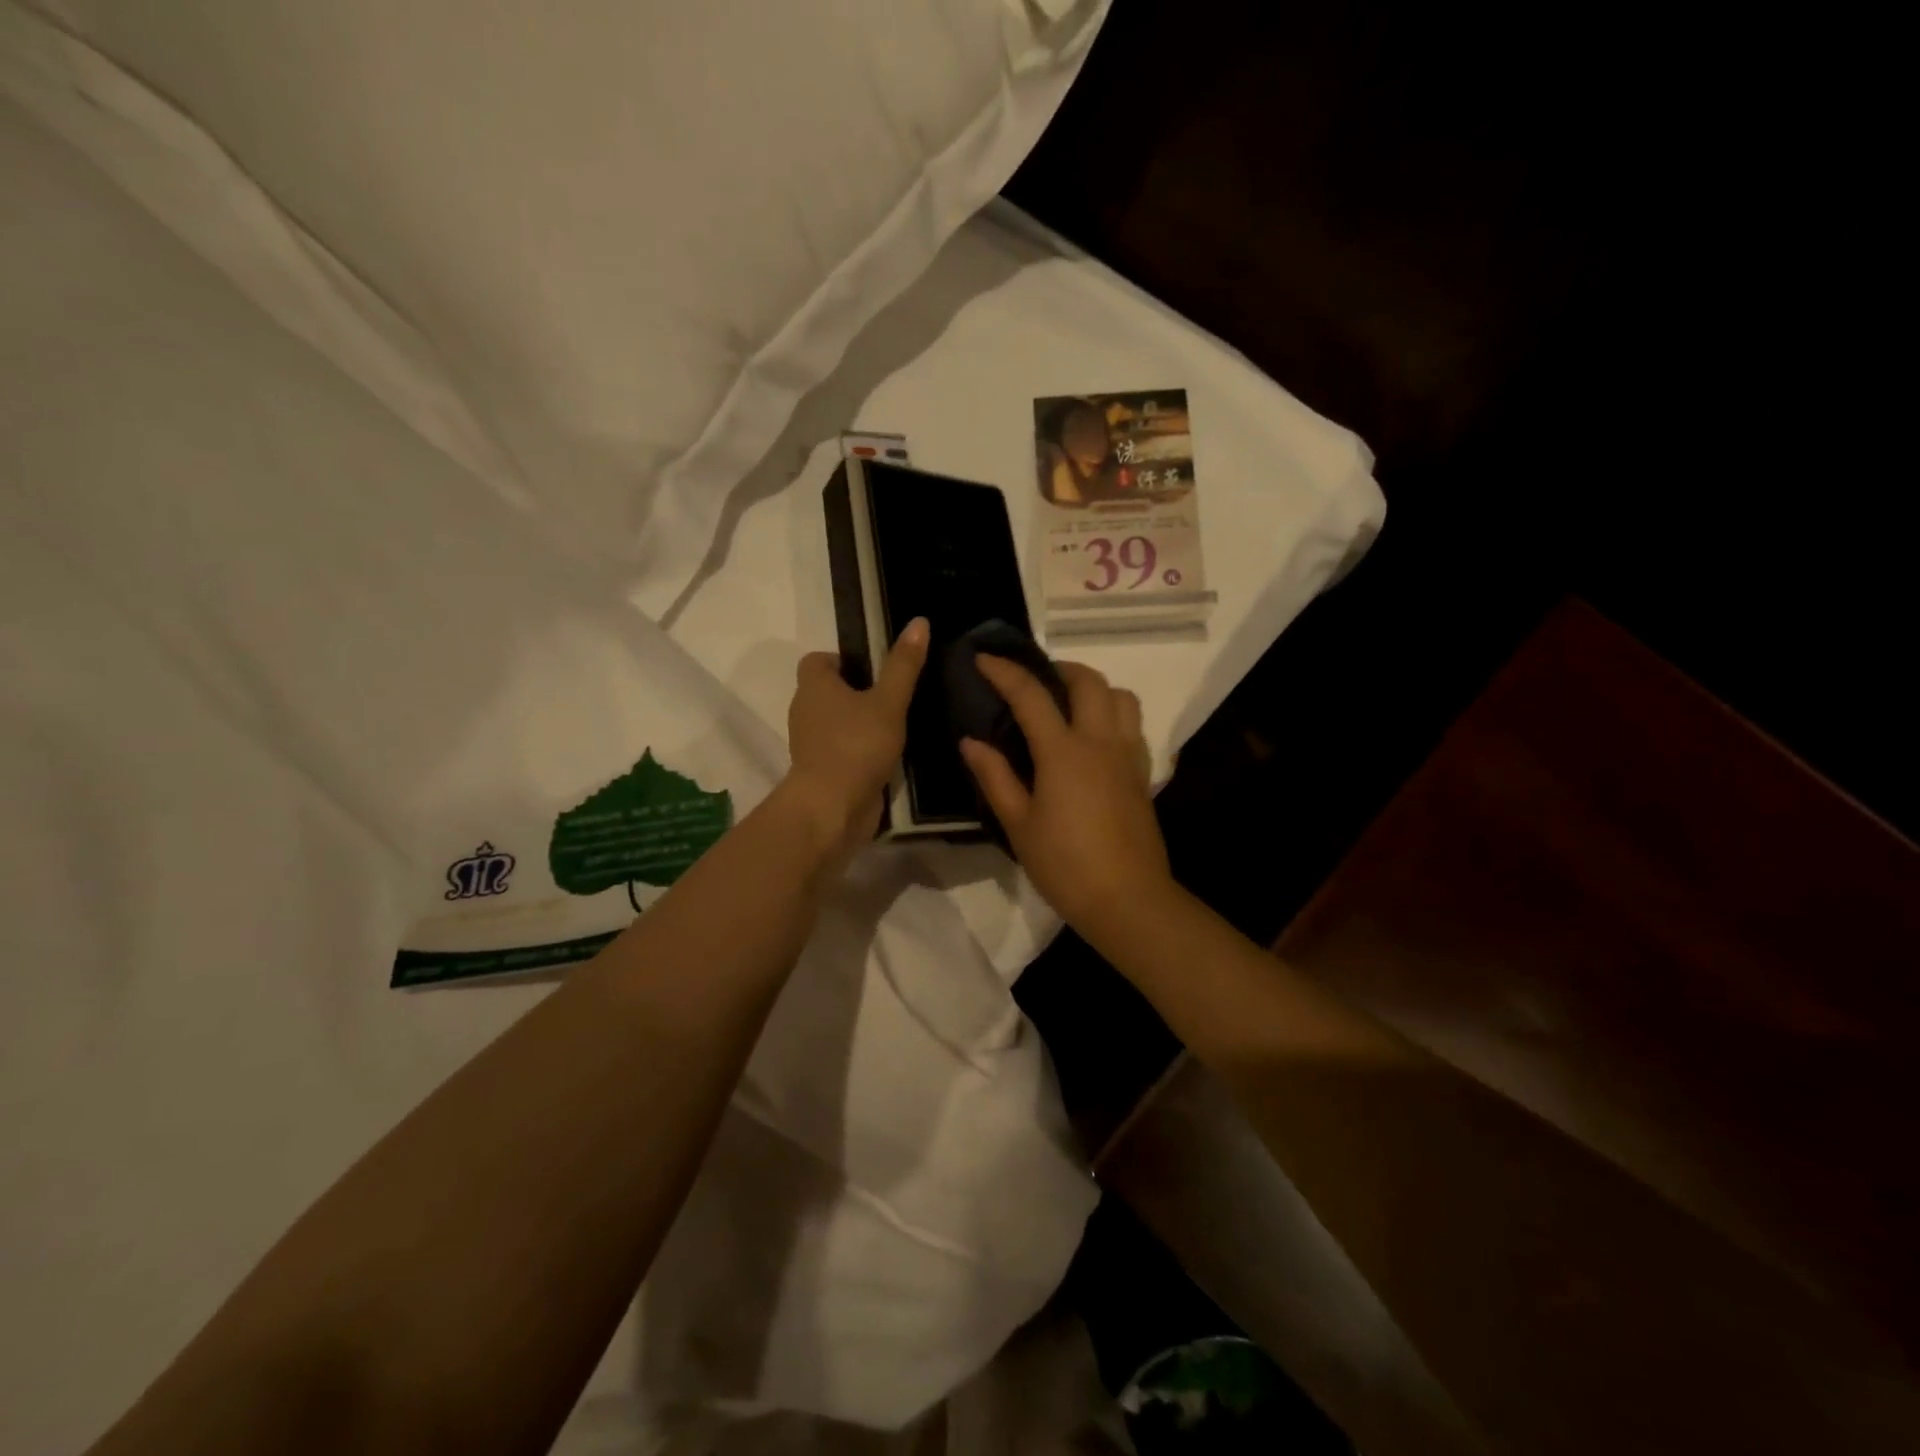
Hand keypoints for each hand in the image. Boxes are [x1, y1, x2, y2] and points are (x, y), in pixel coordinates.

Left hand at [783, 618, 928, 863]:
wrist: (831, 809)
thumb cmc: (856, 746)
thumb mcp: (888, 702)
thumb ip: (903, 665)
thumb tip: (918, 622)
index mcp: (813, 686)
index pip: (819, 660)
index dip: (845, 661)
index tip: (876, 671)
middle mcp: (805, 710)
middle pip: (829, 691)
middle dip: (858, 692)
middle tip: (894, 696)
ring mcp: (811, 743)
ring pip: (836, 722)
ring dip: (860, 723)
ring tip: (896, 726)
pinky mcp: (822, 770)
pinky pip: (841, 750)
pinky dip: (859, 749)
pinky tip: (887, 756)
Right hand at [960, 656, 1172, 935]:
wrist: (1127, 900)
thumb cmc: (1065, 865)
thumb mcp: (1018, 825)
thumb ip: (995, 777)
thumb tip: (971, 741)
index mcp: (1064, 752)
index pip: (1031, 696)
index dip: (1005, 672)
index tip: (983, 659)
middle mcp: (1100, 742)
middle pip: (1089, 681)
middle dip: (1059, 668)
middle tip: (1035, 679)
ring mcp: (1128, 756)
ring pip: (1122, 697)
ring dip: (1095, 687)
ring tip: (1069, 702)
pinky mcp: (1142, 775)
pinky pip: (1134, 726)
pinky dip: (1114, 714)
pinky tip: (1095, 737)